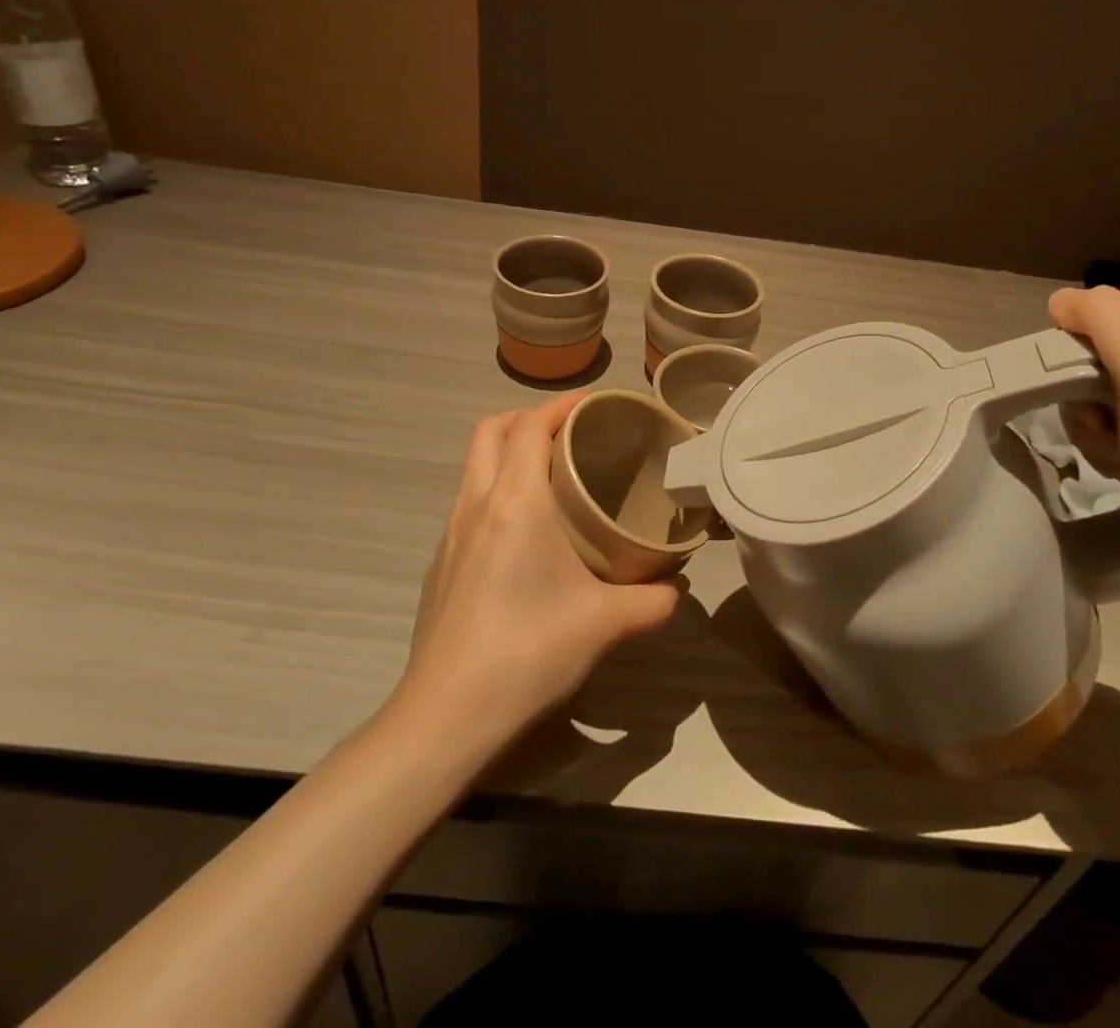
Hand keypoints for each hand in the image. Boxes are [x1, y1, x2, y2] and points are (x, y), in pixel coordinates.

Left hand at [400, 394, 678, 749]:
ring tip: (552, 475)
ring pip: (475, 465)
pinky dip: (496, 490)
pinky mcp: (441, 563)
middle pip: (491, 430)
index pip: (530, 425)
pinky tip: (525, 533)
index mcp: (515, 502)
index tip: (596, 403)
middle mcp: (476, 504)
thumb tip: (678, 590)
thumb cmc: (528, 652)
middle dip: (528, 417)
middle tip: (571, 433)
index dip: (562, 405)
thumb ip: (652, 601)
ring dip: (509, 452)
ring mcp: (450, 534)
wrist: (445, 716)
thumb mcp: (604, 624)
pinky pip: (469, 502)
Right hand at [1047, 285, 1119, 571]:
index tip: (1099, 394)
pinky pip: (1100, 428)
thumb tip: (1059, 303)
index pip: (1100, 322)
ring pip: (1089, 398)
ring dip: (1090, 429)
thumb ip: (1102, 317)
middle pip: (1091, 360)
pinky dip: (1101, 448)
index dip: (1081, 358)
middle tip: (1108, 428)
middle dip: (1085, 399)